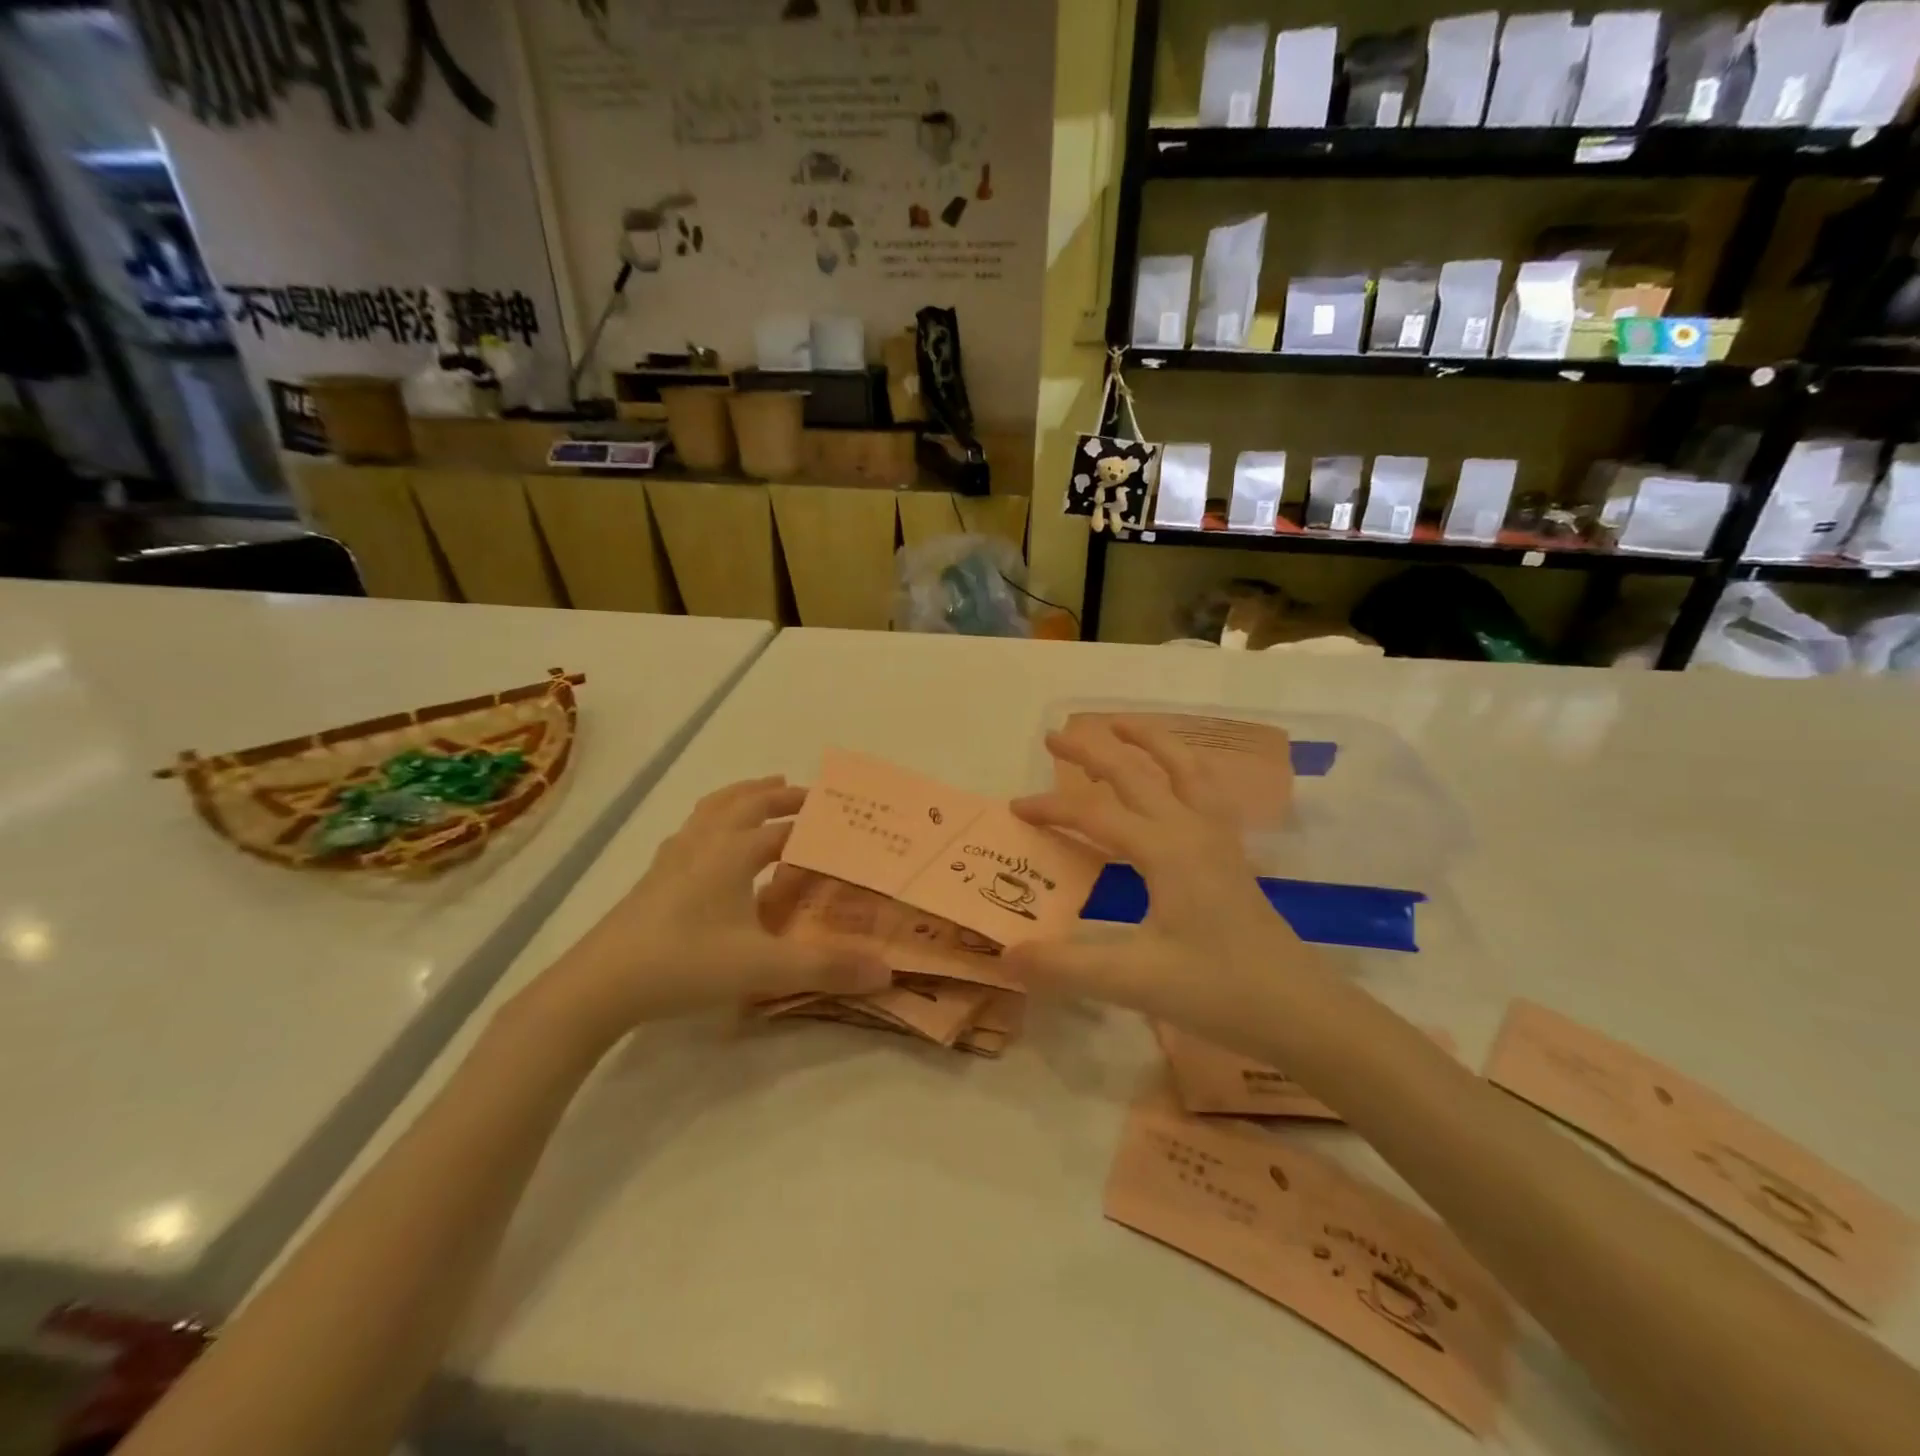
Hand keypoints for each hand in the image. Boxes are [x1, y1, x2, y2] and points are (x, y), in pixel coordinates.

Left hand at [528, 777, 891, 1041]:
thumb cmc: (685, 964)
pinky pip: (691, 832)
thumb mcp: (763, 969)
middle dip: (778, 795)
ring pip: (712, 809)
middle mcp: (704, 844)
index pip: (783, 827)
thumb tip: (887, 971)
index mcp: (733, 853)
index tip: (841, 819)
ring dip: (742, 796)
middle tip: (806, 794)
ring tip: (761, 792)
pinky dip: (712, 821)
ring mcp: (673, 859)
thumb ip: (825, 968)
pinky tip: (709, 844)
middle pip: (745, 802)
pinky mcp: (653, 878)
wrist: (599, 985)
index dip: (813, 821)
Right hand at [1006, 721, 1321, 1047]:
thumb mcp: (1135, 982)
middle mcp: (1190, 830)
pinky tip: (1175, 775)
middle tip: (1054, 736)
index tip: (1015, 809)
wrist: (1299, 1010)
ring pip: (1183, 768)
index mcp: (1164, 850)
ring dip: (1149, 741)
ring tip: (1119, 725)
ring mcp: (1217, 838)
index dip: (1051, 808)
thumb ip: (1066, 967)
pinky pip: (1205, 790)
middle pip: (1136, 773)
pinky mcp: (1230, 854)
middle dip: (1093, 750)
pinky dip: (1182, 767)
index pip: (1094, 814)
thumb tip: (1006, 956)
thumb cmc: (1218, 990)